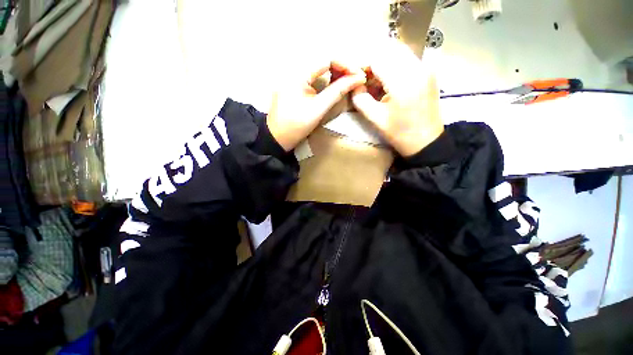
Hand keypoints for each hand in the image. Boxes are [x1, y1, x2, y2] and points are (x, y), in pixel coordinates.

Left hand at [267, 63, 366, 150]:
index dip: (346, 64)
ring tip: (350, 80)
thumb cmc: (296, 126)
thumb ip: (337, 92)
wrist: (277, 138)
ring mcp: (293, 77)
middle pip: (323, 60)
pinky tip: (336, 84)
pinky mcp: (294, 85)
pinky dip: (327, 79)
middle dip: (342, 67)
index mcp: (298, 72)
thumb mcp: (317, 109)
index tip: (359, 75)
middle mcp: (295, 69)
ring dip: (336, 72)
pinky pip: (314, 76)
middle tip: (356, 77)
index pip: (326, 57)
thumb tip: (357, 78)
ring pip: (319, 67)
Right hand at [351, 40, 443, 156]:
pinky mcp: (428, 72)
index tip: (354, 76)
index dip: (362, 64)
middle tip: (363, 76)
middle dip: (372, 59)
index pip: (377, 58)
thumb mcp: (375, 119)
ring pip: (399, 51)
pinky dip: (393, 63)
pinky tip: (387, 79)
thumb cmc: (399, 133)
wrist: (426, 141)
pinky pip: (407, 59)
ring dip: (383, 60)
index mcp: (402, 81)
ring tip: (373, 78)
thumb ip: (361, 99)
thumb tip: (355, 85)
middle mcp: (417, 67)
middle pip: (389, 48)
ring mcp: (425, 68)